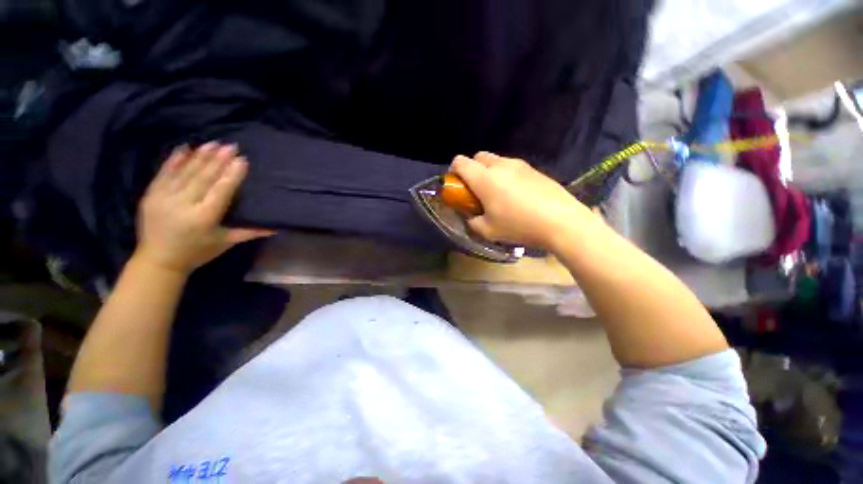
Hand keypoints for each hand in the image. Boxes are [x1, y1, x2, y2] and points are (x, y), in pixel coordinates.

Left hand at [135, 142, 273, 273]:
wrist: (158, 260)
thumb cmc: (198, 252)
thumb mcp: (226, 243)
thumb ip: (250, 233)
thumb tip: (276, 228)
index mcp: (204, 218)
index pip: (221, 191)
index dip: (232, 175)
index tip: (242, 160)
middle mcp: (183, 205)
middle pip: (203, 178)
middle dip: (218, 160)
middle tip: (231, 146)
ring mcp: (164, 198)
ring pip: (185, 173)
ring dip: (200, 157)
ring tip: (213, 144)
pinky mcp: (151, 195)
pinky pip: (164, 173)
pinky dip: (174, 160)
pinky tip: (184, 148)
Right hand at [450, 152, 595, 248]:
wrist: (561, 221)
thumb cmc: (519, 226)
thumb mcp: (488, 231)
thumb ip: (473, 222)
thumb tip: (471, 217)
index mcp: (484, 178)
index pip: (460, 162)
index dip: (453, 171)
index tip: (457, 186)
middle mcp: (500, 165)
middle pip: (478, 156)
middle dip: (472, 169)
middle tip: (477, 190)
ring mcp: (519, 165)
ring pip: (496, 160)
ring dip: (490, 172)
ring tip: (498, 194)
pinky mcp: (534, 169)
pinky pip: (512, 166)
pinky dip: (506, 175)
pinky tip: (516, 194)